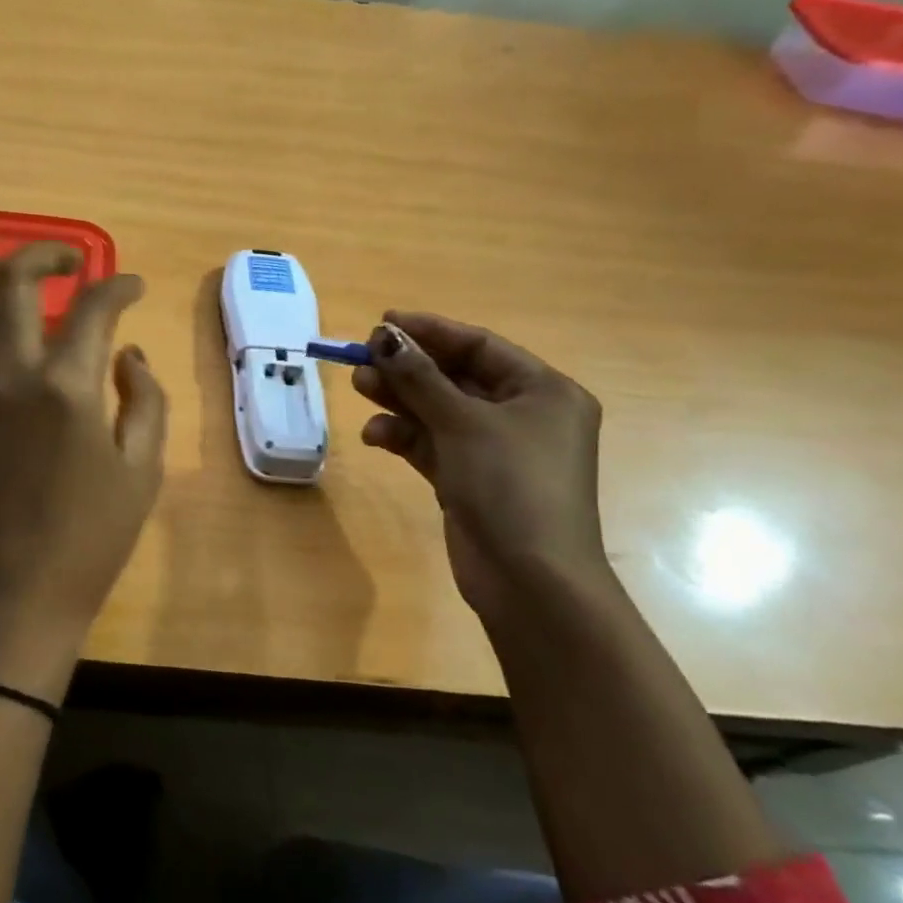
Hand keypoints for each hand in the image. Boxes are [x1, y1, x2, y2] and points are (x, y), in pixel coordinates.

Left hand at [0, 242, 167, 701]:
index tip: (134, 286)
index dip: (119, 286)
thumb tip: (128, 353)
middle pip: (12, 281)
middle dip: (45, 254)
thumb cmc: (89, 542)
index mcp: (66, 388)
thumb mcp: (142, 471)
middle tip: (72, 261)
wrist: (10, 598)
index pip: (93, 307)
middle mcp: (6, 372)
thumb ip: (145, 399)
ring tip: (20, 277)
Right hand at [352, 312, 610, 625]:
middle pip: (455, 378)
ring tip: (360, 388)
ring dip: (400, 400)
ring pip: (438, 412)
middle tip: (362, 359)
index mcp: (543, 391)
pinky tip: (375, 436)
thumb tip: (383, 336)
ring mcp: (496, 451)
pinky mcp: (470, 480)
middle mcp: (523, 416)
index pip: (480, 346)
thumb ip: (419, 377)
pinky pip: (433, 445)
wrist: (530, 580)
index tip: (383, 322)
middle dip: (408, 369)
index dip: (430, 331)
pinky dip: (405, 437)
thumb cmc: (510, 484)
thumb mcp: (463, 422)